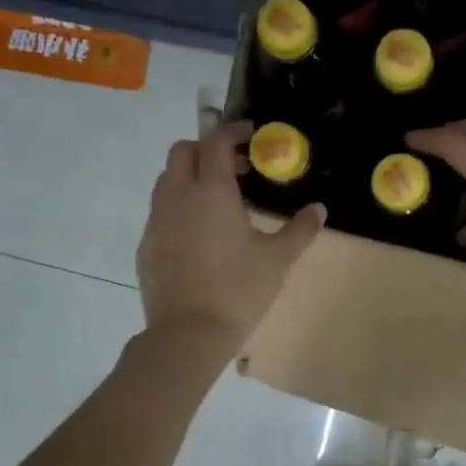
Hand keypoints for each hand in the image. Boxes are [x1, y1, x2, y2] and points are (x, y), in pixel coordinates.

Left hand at [137, 120, 324, 347]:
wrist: (189, 334)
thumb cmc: (239, 290)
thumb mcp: (278, 259)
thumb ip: (300, 229)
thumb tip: (319, 209)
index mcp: (212, 191)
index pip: (216, 142)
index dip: (233, 132)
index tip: (251, 136)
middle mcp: (178, 196)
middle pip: (183, 151)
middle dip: (206, 149)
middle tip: (235, 168)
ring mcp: (157, 220)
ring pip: (167, 180)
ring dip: (190, 176)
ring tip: (217, 200)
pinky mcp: (146, 245)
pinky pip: (160, 211)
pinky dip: (178, 207)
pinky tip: (199, 235)